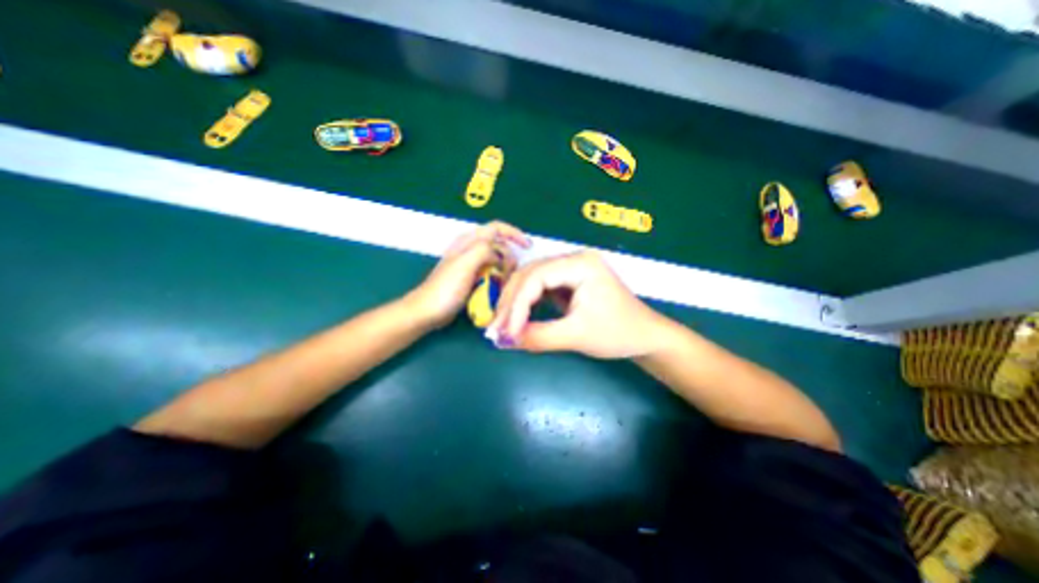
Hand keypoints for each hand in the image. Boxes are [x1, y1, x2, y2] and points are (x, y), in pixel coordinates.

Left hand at [405, 220, 531, 330]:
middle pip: (499, 245)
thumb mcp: (465, 264)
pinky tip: (499, 288)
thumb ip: (484, 250)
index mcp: (468, 241)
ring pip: (496, 260)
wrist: (427, 311)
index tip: (527, 247)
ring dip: (505, 269)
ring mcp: (470, 263)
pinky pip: (491, 272)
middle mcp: (470, 248)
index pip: (496, 228)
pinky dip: (498, 278)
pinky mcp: (471, 277)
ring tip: (507, 283)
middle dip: (510, 257)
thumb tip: (501, 255)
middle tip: (512, 274)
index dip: (514, 234)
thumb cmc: (445, 289)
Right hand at [486, 250, 664, 358]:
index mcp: (581, 264)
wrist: (645, 337)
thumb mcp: (577, 336)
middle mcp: (573, 259)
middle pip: (530, 274)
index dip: (517, 305)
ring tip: (503, 325)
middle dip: (511, 303)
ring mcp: (571, 269)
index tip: (505, 332)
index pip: (536, 277)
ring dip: (515, 303)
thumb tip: (504, 341)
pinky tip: (518, 318)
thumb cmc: (618, 333)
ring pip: (531, 280)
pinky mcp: (569, 281)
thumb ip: (539, 337)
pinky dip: (526, 304)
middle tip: (496, 329)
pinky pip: (539, 288)